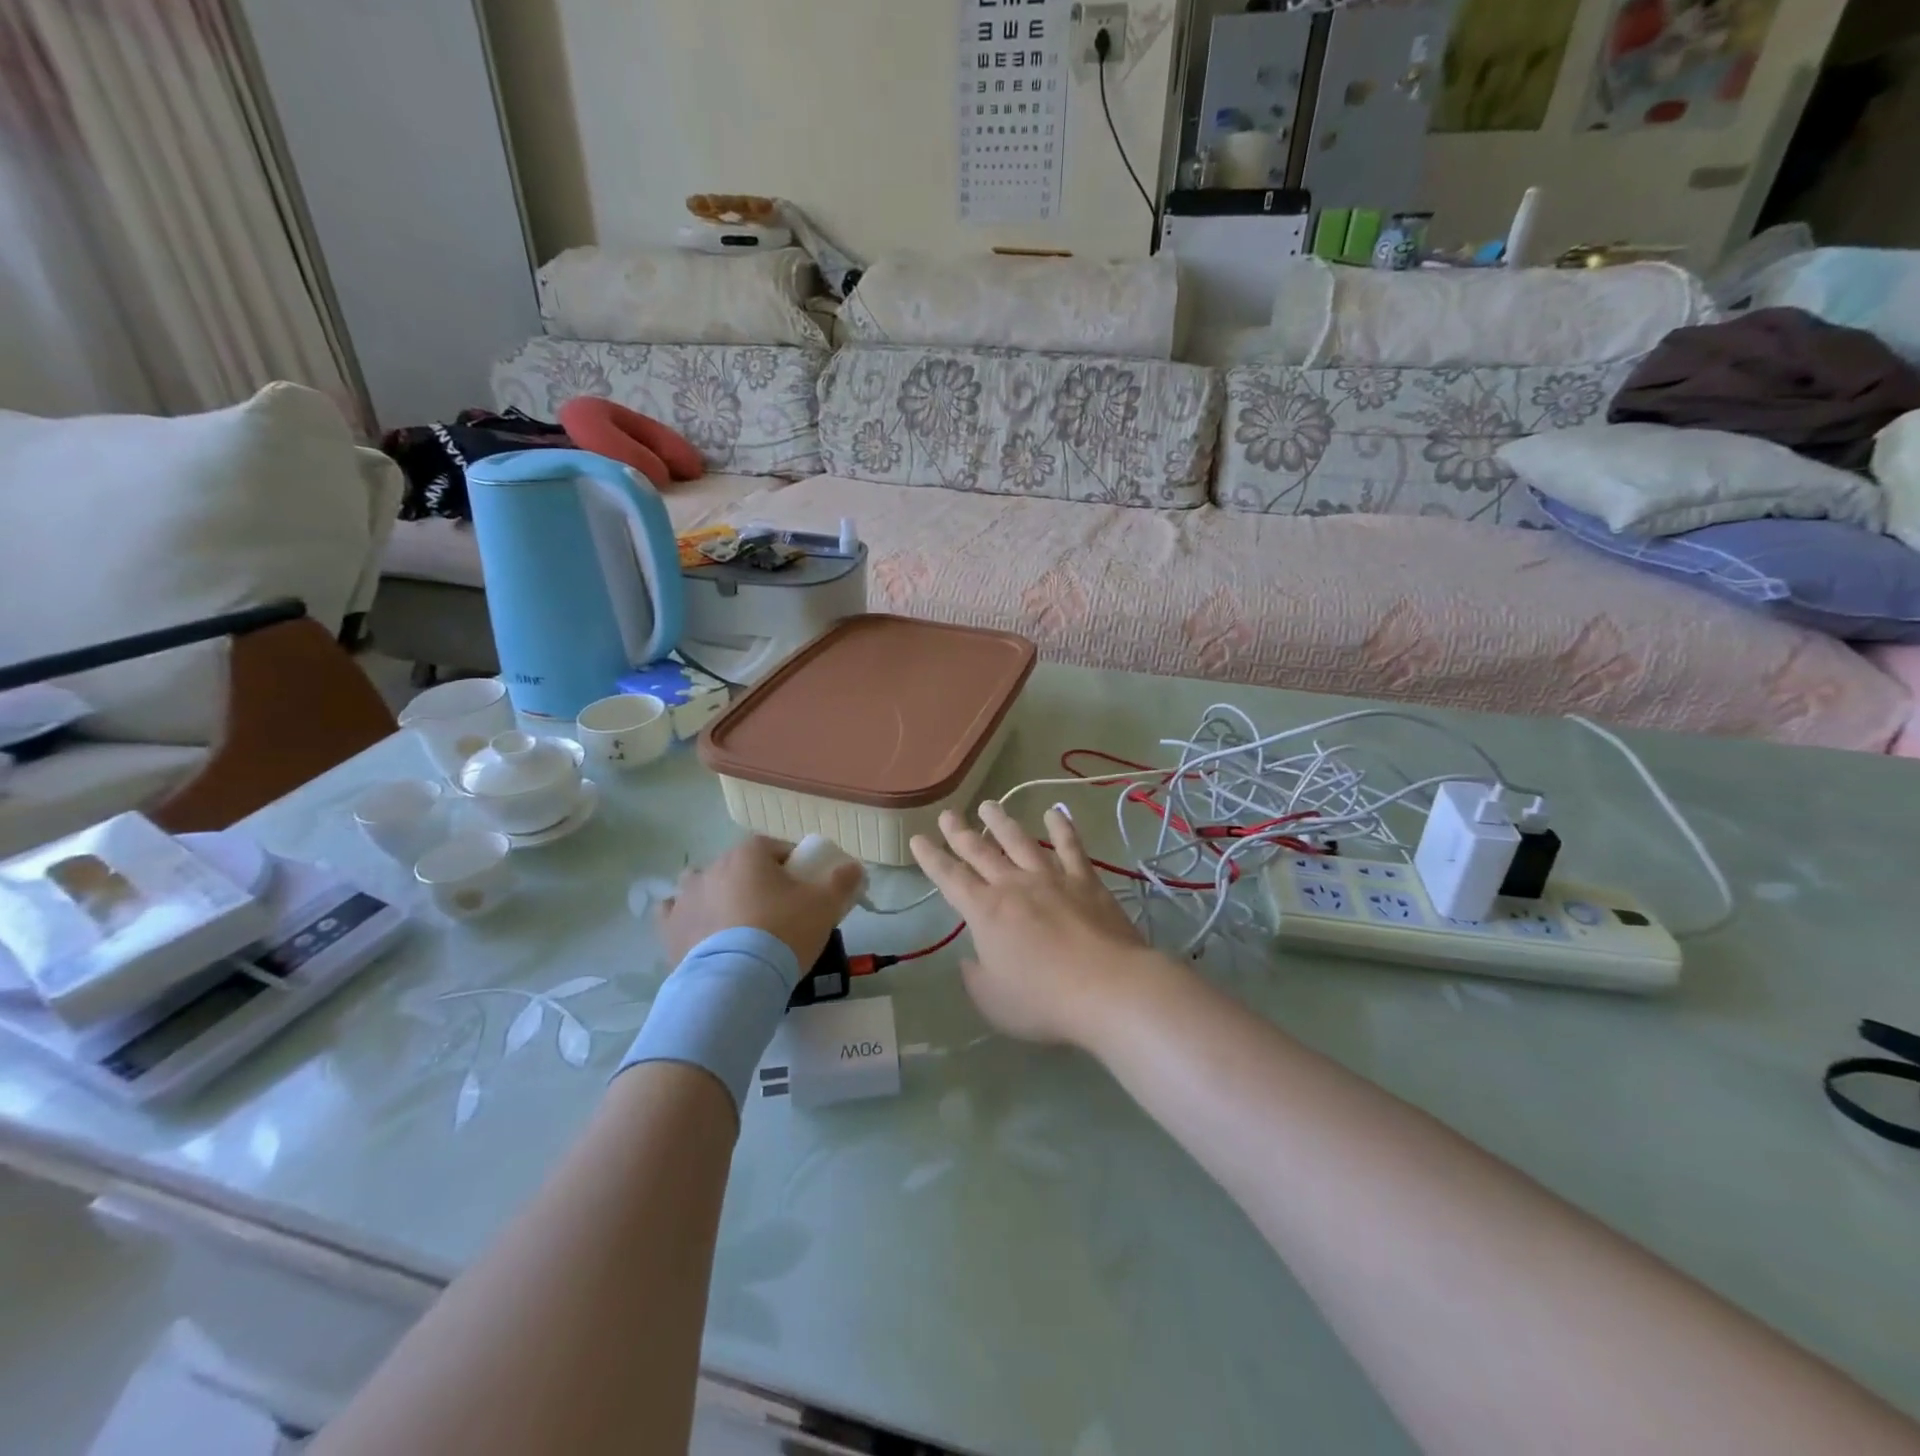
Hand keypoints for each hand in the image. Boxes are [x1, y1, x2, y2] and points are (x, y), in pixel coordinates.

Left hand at [659, 835, 864, 968]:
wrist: (736, 981)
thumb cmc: (784, 932)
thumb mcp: (825, 905)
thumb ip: (843, 880)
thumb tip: (855, 867)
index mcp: (749, 854)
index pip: (774, 847)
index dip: (791, 865)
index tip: (803, 888)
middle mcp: (712, 866)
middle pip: (739, 866)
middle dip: (755, 881)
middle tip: (775, 911)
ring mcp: (686, 896)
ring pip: (703, 885)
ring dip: (717, 895)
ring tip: (737, 925)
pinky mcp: (669, 928)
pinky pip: (675, 913)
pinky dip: (688, 918)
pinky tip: (702, 933)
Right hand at [910, 802, 1160, 1047]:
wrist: (1107, 988)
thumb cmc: (1043, 1001)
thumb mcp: (993, 1001)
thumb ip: (976, 977)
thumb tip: (970, 959)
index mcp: (985, 912)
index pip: (950, 878)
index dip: (931, 858)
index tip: (918, 838)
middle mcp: (1014, 885)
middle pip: (981, 852)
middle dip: (960, 832)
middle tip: (948, 813)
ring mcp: (1051, 878)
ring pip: (1020, 841)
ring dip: (1002, 822)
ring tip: (989, 805)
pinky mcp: (1085, 881)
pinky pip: (1071, 847)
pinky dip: (1062, 828)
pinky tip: (1055, 813)